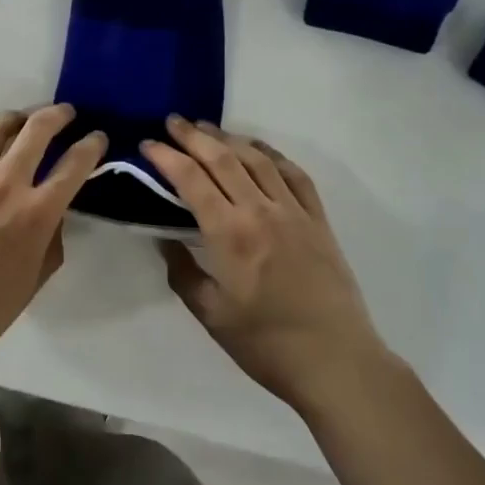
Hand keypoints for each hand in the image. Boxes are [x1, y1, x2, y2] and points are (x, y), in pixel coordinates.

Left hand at [0, 104, 106, 366]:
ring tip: (22, 120)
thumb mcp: (35, 279)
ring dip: (16, 117)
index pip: (74, 165)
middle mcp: (6, 184)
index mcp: (36, 214)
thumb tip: (53, 214)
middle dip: (58, 115)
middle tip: (65, 113)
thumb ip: (51, 239)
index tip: (98, 137)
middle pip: (37, 129)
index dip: (91, 145)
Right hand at [144, 118, 392, 416]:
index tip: (148, 143)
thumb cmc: (267, 345)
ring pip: (256, 158)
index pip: (191, 179)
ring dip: (228, 138)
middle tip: (173, 122)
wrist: (337, 362)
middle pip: (222, 158)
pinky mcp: (318, 219)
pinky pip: (293, 174)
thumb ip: (183, 273)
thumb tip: (164, 240)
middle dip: (193, 136)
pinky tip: (257, 149)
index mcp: (230, 234)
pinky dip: (271, 153)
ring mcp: (293, 211)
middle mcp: (260, 210)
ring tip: (206, 128)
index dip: (166, 156)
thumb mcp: (212, 315)